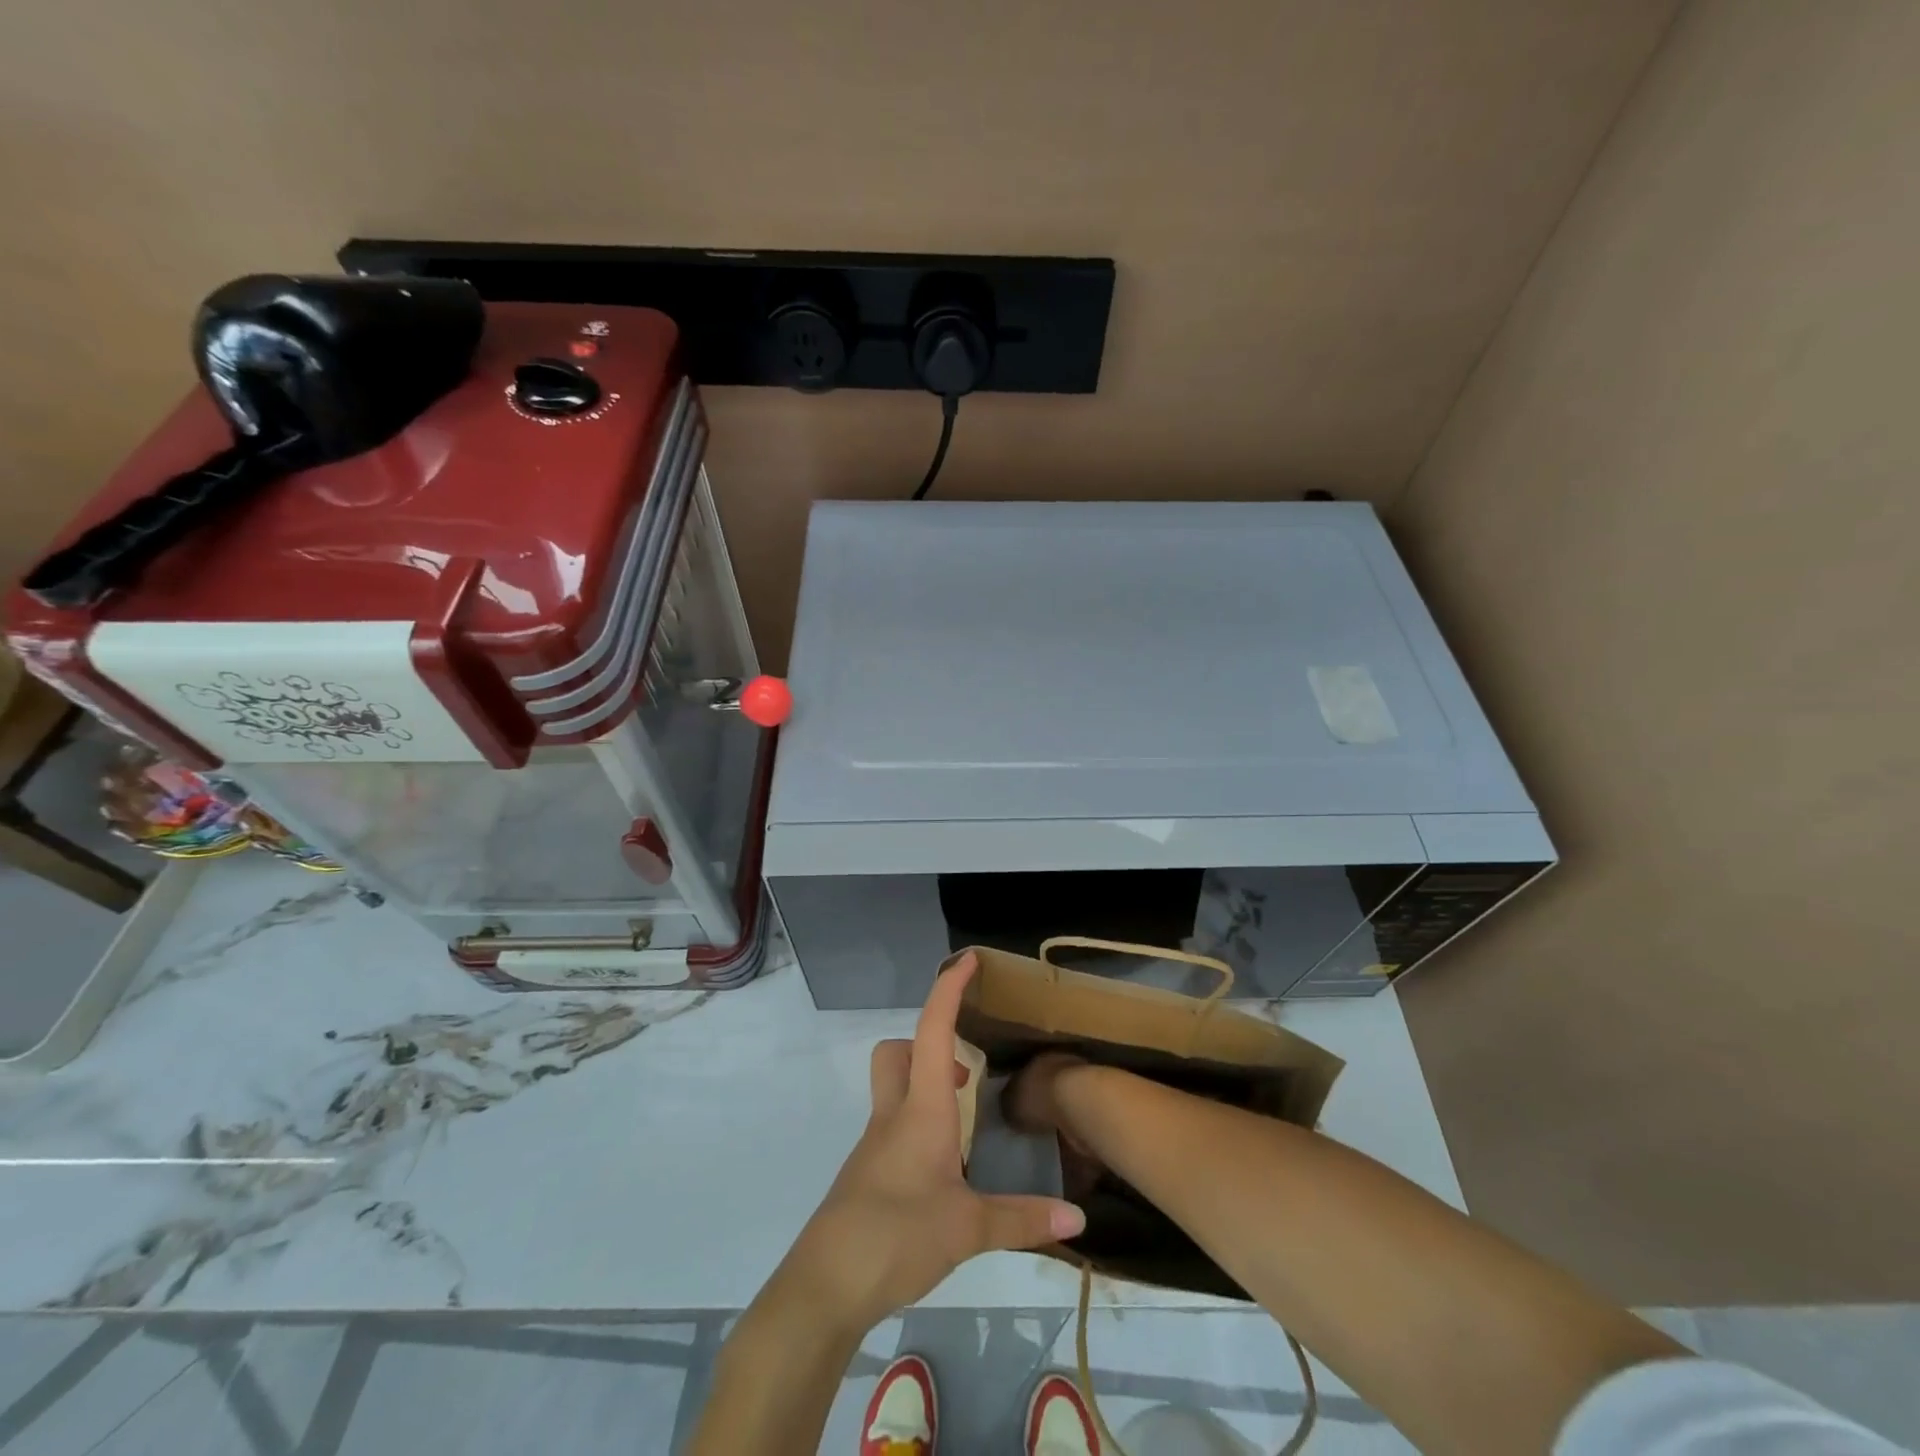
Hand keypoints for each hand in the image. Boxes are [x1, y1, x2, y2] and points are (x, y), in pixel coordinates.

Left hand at [772, 952, 1085, 1334]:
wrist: (825, 1285)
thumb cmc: (896, 1236)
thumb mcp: (967, 1229)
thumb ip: (1022, 1219)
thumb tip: (1078, 1218)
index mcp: (921, 1110)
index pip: (933, 1031)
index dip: (949, 990)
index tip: (968, 959)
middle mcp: (894, 1115)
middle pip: (898, 1052)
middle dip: (928, 1045)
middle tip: (966, 1075)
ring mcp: (876, 1144)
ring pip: (894, 1088)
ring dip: (926, 1087)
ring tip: (966, 1123)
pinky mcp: (869, 1173)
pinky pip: (894, 1127)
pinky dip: (920, 1126)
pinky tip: (944, 1170)